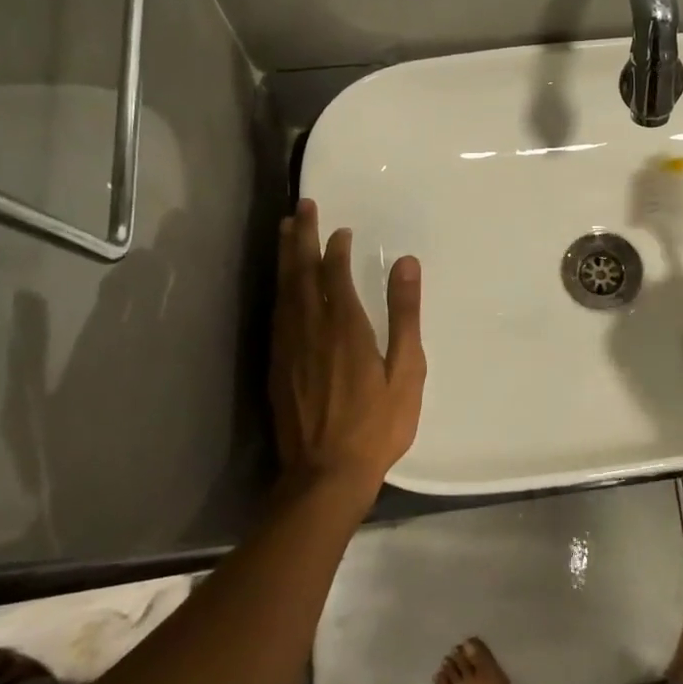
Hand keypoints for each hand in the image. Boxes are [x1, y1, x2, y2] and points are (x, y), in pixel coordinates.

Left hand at [269, 200, 425, 500]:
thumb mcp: (407, 370)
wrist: (324, 476)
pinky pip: (275, 314)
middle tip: (302, 207)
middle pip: (301, 273)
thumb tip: (406, 263)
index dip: (335, 248)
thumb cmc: (376, 424)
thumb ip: (404, 314)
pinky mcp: (277, 367)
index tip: (340, 228)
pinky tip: (281, 285)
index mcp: (345, 327)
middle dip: (301, 238)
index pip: (334, 274)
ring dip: (285, 257)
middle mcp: (311, 329)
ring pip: (283, 291)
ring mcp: (288, 348)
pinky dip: (278, 289)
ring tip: (285, 231)